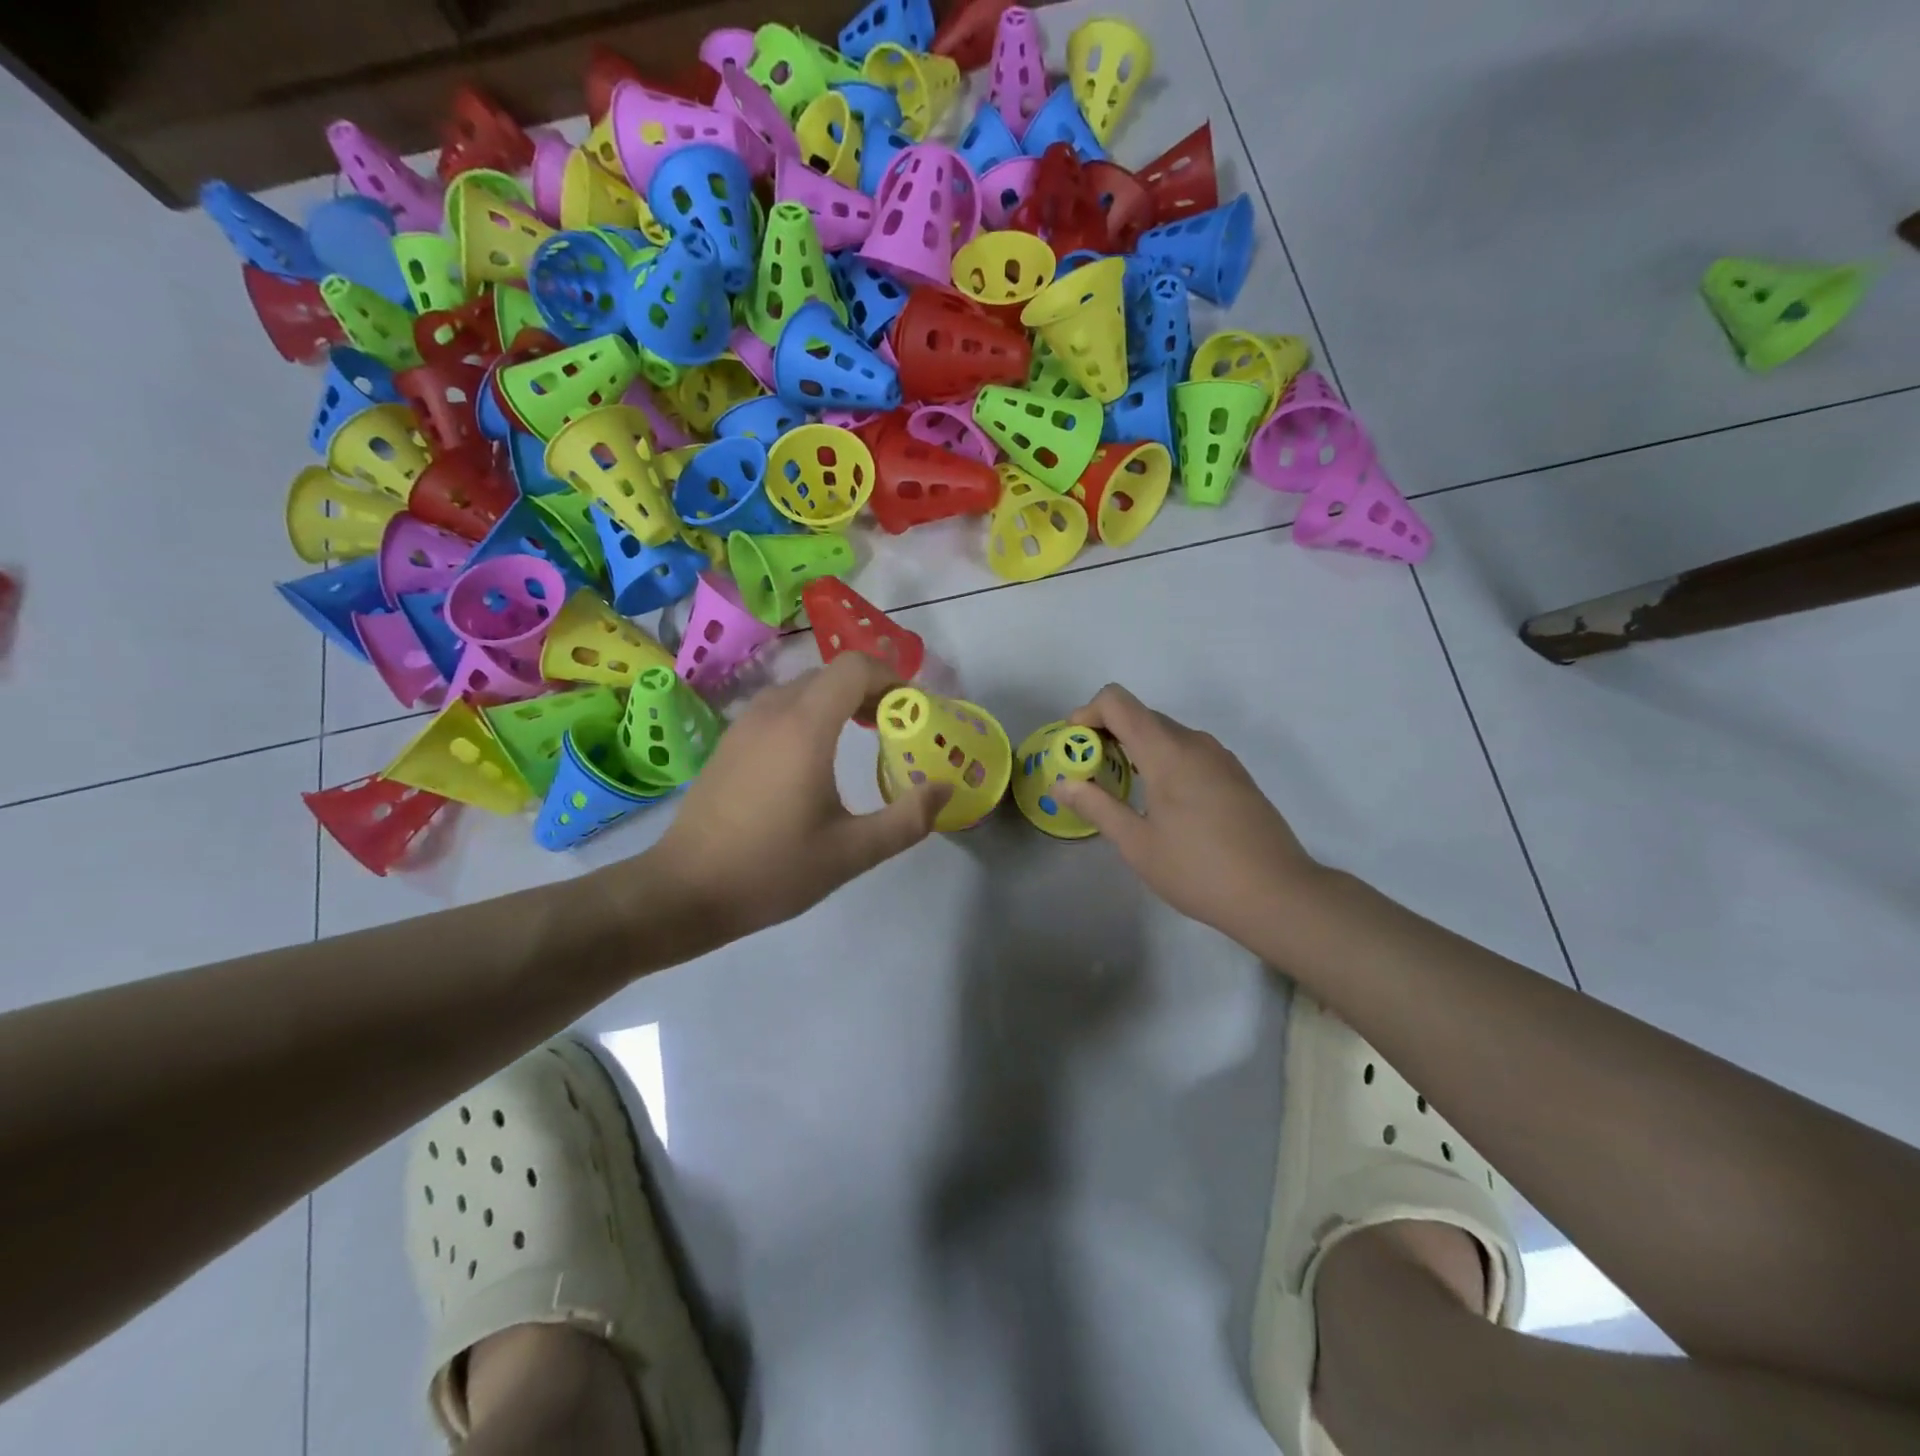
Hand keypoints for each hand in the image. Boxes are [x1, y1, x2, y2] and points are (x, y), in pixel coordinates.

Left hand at [640, 653, 950, 941]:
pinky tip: (818, 756)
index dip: (891, 679)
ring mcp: (745, 724)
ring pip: (804, 688)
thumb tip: (946, 788)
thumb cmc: (772, 869)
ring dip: (839, 700)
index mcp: (804, 727)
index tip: (913, 712)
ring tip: (863, 737)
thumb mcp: (852, 852)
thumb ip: (908, 819)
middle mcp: (773, 711)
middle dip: (871, 690)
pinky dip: (811, 713)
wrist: (683, 891)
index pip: (854, 668)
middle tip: (896, 727)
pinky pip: (781, 707)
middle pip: (831, 674)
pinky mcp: (730, 742)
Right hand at [1054, 684, 1323, 945]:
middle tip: (1088, 774)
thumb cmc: (1199, 871)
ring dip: (1134, 748)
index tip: (1074, 748)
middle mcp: (1195, 743)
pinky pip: (1187, 750)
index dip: (1087, 714)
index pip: (1118, 702)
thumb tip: (1062, 783)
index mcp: (1168, 752)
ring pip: (1165, 733)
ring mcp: (1220, 757)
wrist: (1279, 895)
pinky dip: (1161, 759)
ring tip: (1120, 789)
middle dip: (1106, 734)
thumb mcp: (1137, 844)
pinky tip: (1160, 802)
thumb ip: (1097, 805)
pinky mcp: (1235, 774)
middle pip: (1140, 715)